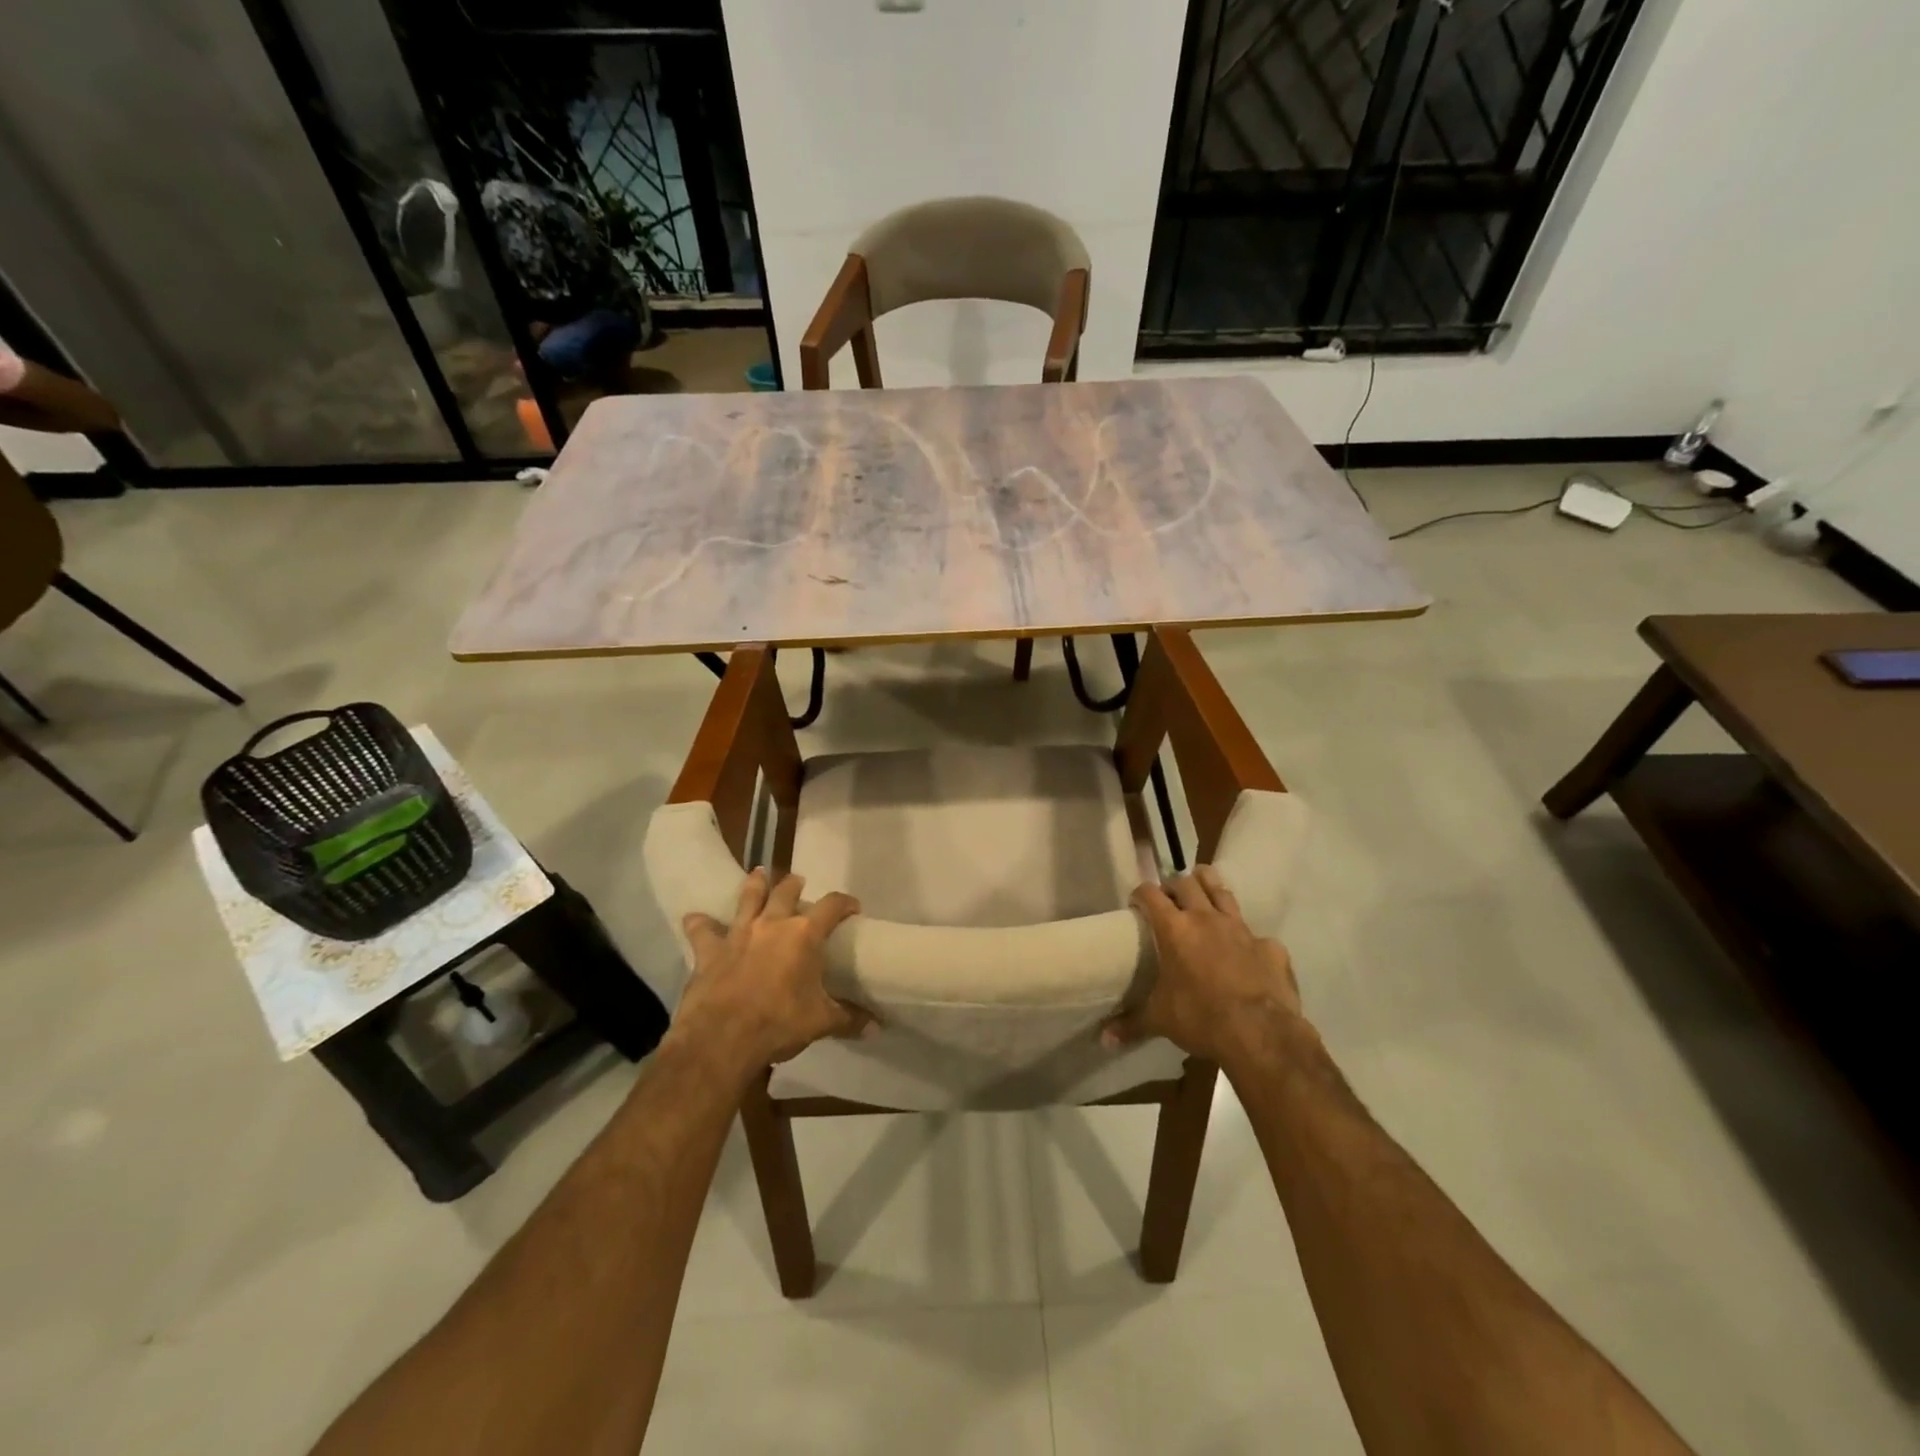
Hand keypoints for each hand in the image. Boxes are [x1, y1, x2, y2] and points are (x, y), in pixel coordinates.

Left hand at [669, 868, 868, 1081]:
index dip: (845, 903)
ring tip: (759, 874)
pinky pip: (702, 931)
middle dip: (795, 884)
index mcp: (804, 935)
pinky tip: (694, 917)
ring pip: (747, 899)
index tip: (852, 907)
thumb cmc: (779, 1024)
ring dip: (754, 885)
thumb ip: (849, 1019)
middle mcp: (772, 924)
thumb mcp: (821, 1022)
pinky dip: (699, 923)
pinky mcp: (709, 951)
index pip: (832, 906)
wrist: (722, 1039)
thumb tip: (876, 1029)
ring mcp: (738, 934)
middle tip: (799, 882)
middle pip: (786, 892)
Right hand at [1104, 864, 1305, 1069]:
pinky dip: (1248, 939)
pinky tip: (1246, 953)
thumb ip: (1132, 1023)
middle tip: (1169, 900)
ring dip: (1209, 888)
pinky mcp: (1270, 946)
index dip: (1141, 893)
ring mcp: (1241, 929)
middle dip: (1174, 886)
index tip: (1136, 903)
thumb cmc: (1200, 1018)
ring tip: (1203, 894)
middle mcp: (1206, 918)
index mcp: (1174, 929)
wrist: (1260, 1032)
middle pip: (1186, 883)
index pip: (1150, 894)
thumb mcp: (1160, 1020)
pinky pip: (1256, 934)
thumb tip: (1104, 1039)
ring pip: (1222, 891)